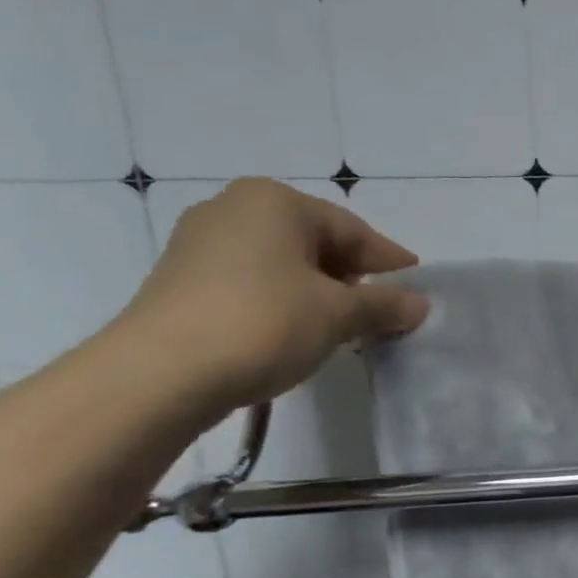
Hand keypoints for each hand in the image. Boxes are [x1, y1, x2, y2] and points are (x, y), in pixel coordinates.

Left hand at [117, 179, 429, 413]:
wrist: (157, 376)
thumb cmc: (263, 323)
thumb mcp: (340, 314)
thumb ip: (386, 305)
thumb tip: (420, 305)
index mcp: (274, 202)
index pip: (352, 230)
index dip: (389, 261)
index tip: (415, 284)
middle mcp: (234, 209)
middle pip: (316, 242)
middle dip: (353, 276)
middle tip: (382, 308)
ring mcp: (200, 244)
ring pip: (283, 263)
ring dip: (319, 291)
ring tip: (344, 325)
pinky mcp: (181, 281)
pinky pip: (253, 281)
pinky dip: (284, 301)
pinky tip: (297, 331)